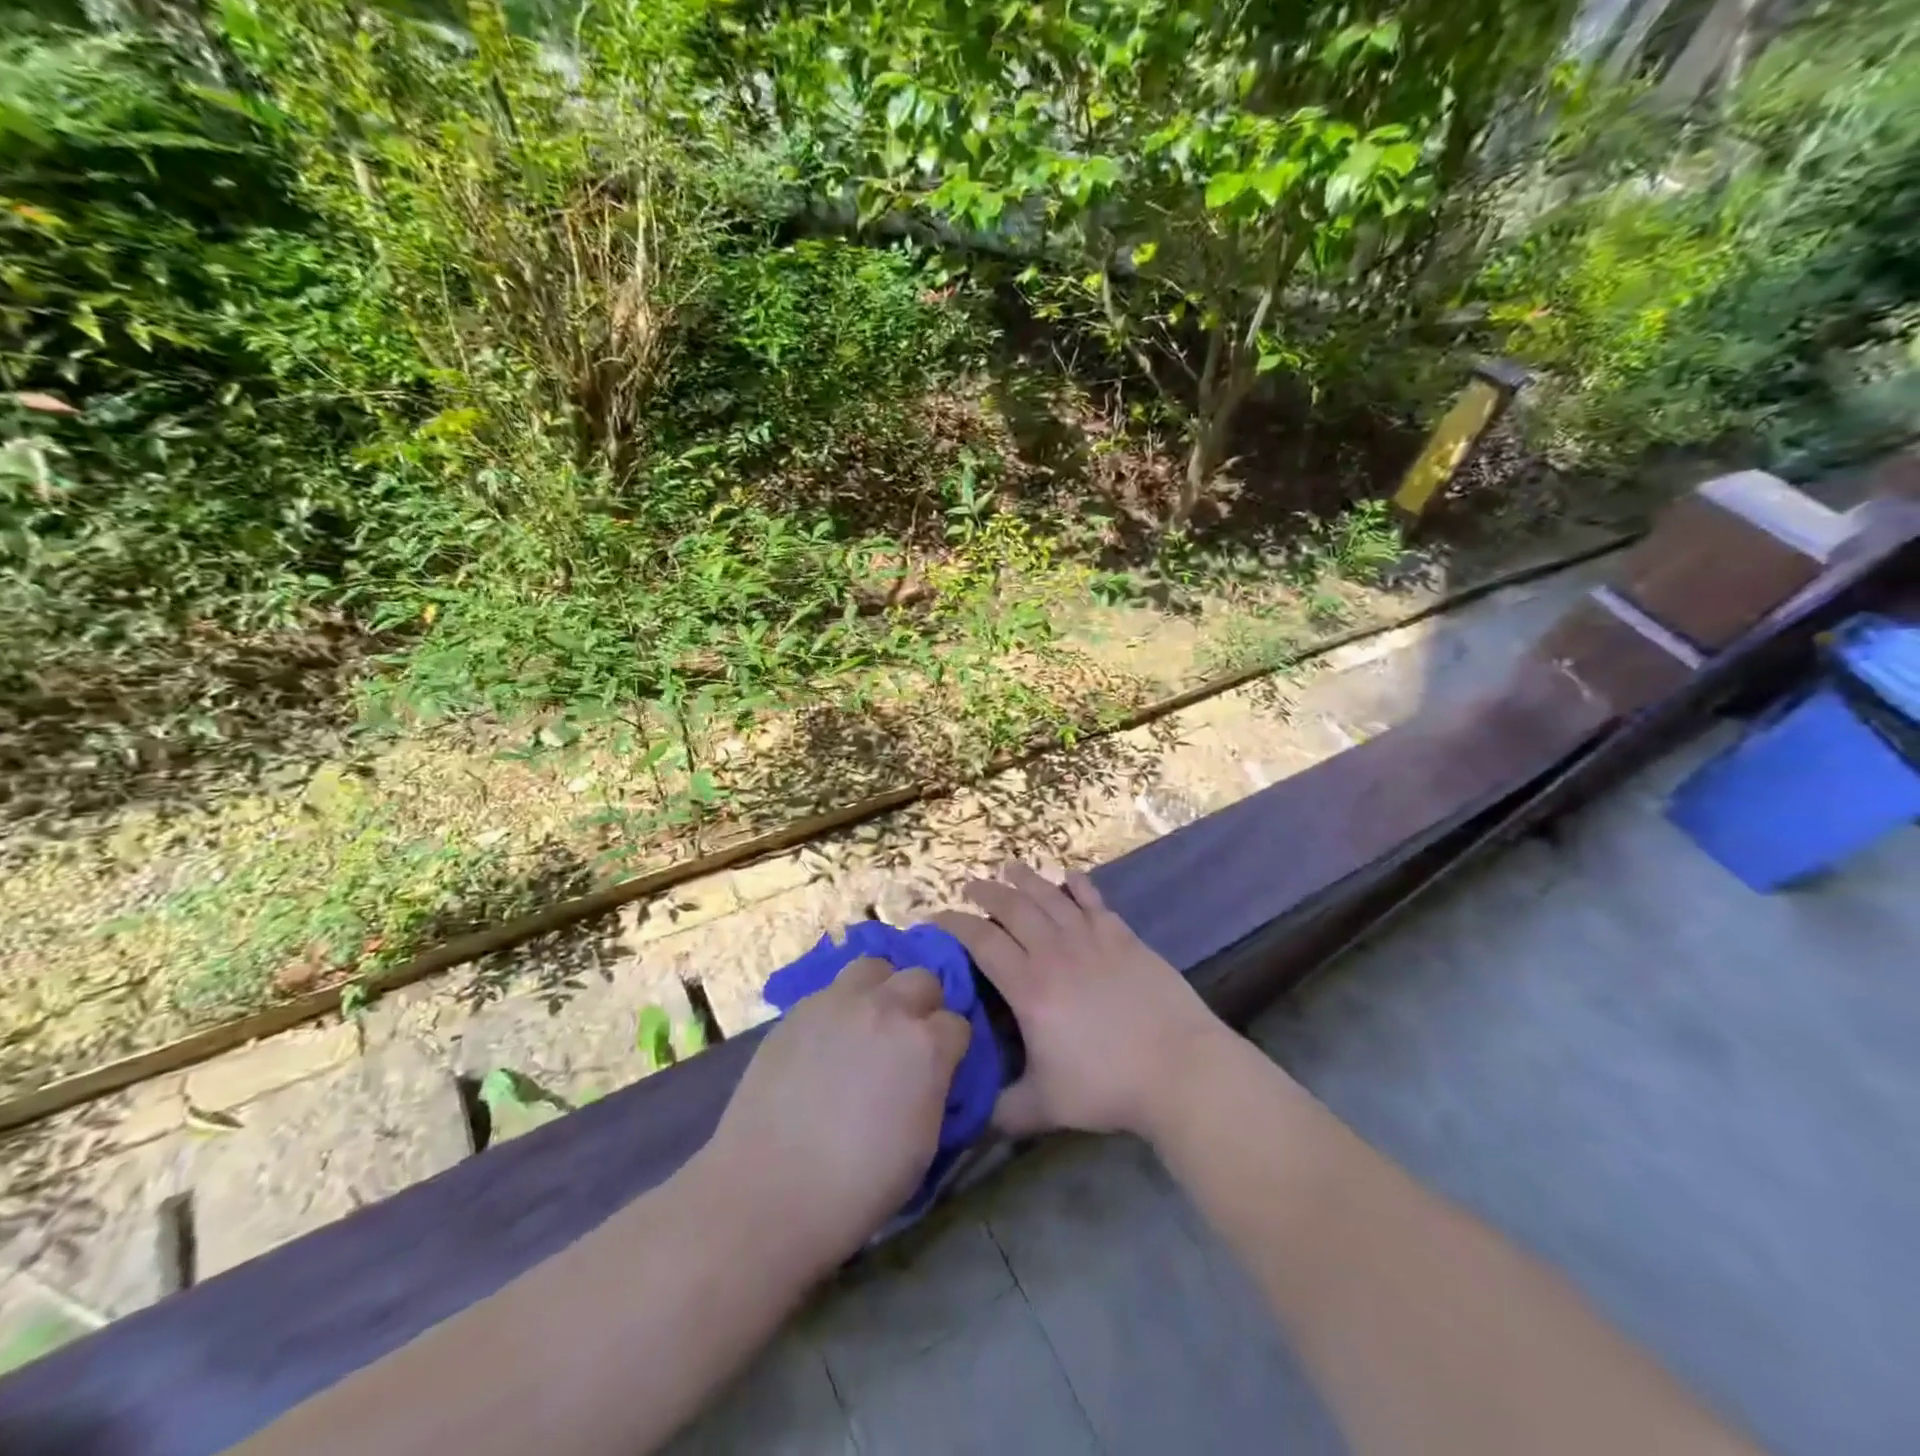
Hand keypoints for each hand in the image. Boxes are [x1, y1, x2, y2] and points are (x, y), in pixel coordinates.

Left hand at [699, 957, 969, 1269]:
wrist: (768, 1192)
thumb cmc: (858, 1186)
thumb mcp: (923, 1144)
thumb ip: (935, 1090)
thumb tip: (933, 1074)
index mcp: (926, 1045)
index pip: (957, 1024)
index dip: (951, 1047)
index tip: (941, 1067)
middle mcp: (887, 1008)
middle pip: (922, 979)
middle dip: (923, 1005)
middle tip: (908, 1040)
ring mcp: (839, 1002)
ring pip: (875, 967)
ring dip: (882, 989)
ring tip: (869, 1022)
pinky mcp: (799, 1009)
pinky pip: (832, 990)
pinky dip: (841, 1007)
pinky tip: (828, 1040)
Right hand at [934, 863, 1231, 1141]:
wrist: (1179, 1069)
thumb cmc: (1107, 1086)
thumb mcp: (1044, 1107)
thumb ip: (1001, 1111)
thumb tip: (963, 1126)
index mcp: (1029, 987)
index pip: (982, 941)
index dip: (956, 924)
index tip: (938, 917)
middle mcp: (1055, 952)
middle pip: (1013, 908)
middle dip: (987, 892)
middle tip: (970, 885)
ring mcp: (1092, 939)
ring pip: (1050, 896)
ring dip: (1026, 879)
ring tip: (1009, 867)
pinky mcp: (1123, 937)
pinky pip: (1094, 901)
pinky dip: (1078, 885)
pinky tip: (1070, 876)